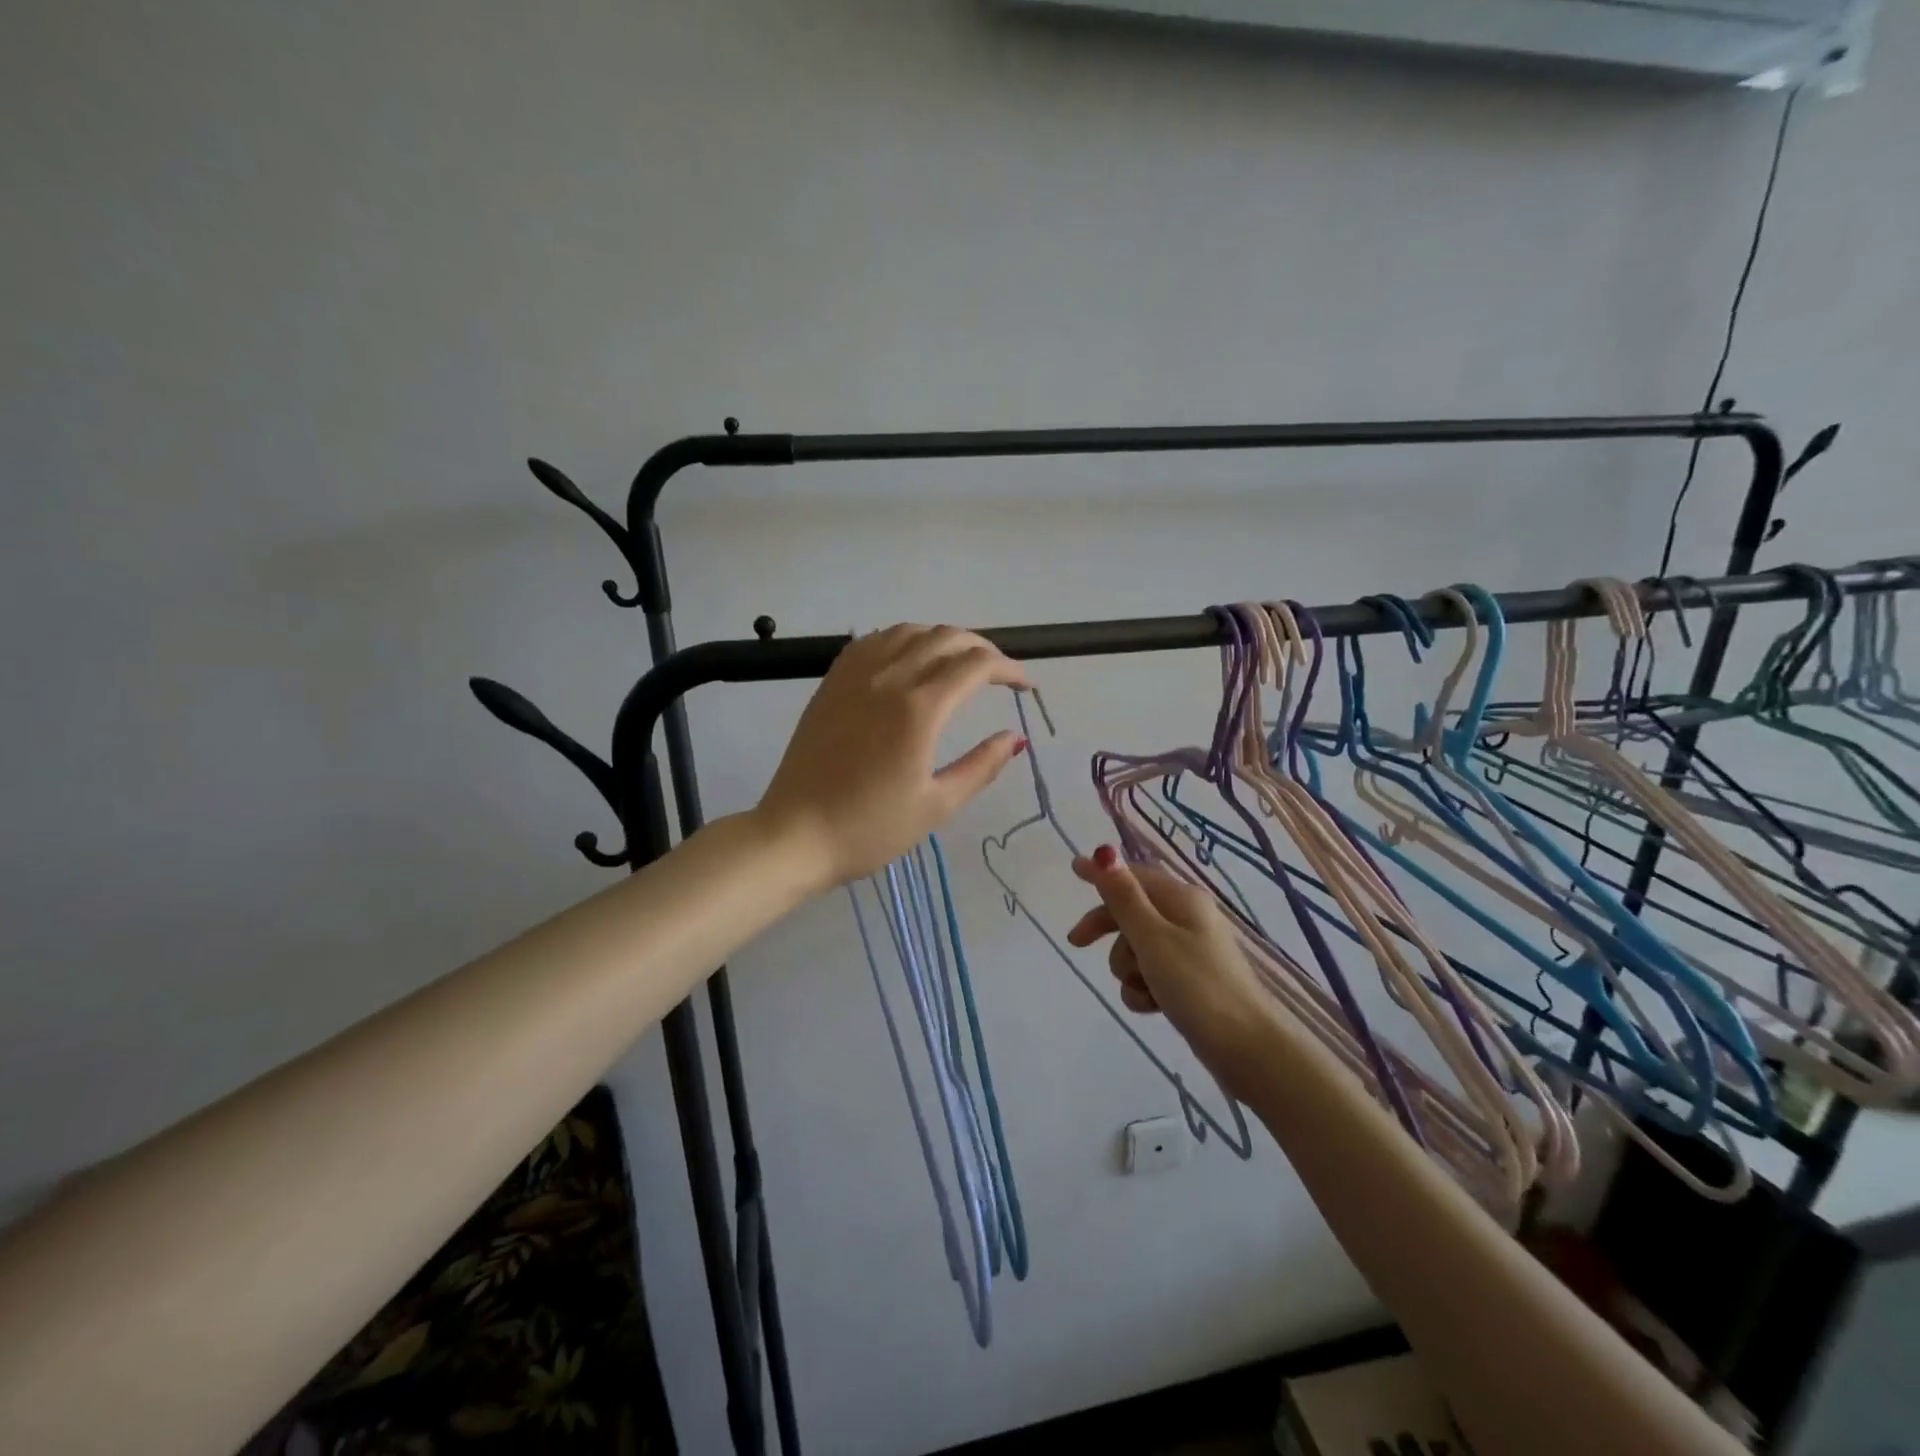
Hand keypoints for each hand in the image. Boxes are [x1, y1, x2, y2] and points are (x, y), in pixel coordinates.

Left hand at [755, 624, 1030, 890]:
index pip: (975, 666)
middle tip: (1000, 673)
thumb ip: (981, 767)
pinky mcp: (831, 684)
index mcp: (918, 709)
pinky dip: (901, 640)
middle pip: (945, 638)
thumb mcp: (936, 806)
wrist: (795, 835)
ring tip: (958, 661)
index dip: (1008, 669)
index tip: (1026, 686)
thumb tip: (1016, 739)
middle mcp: (887, 679)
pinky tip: (908, 658)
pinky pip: (872, 642)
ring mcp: (854, 677)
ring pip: (907, 631)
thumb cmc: (869, 829)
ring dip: (942, 638)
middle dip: (982, 648)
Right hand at [1067, 846, 1276, 1078]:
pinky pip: (1150, 975)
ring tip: (1143, 988)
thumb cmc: (1198, 986)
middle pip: (1131, 912)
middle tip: (1077, 944)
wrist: (1248, 1048)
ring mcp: (1189, 951)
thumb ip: (1124, 897)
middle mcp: (1186, 917)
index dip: (1102, 874)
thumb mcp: (1152, 938)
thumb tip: (1105, 852)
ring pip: (1136, 948)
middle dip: (1108, 931)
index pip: (1133, 875)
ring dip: (1129, 969)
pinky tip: (1152, 1006)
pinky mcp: (1189, 981)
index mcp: (1181, 898)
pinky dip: (1144, 989)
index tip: (1072, 870)